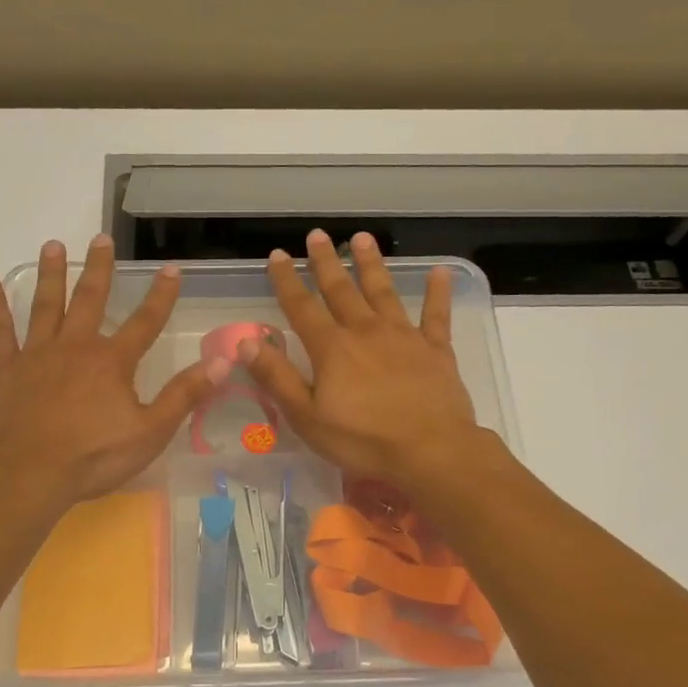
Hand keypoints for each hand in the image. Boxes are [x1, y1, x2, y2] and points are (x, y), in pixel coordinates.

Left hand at [0, 236, 228, 509]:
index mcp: (112, 362)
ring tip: (52, 245)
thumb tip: (223, 361)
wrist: (28, 476)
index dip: (161, 296)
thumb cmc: (93, 457)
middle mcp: (75, 347)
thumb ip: (185, 395)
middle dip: (98, 268)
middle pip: (90, 300)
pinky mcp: (4, 370)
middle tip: (100, 238)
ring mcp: (36, 355)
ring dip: (51, 275)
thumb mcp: (150, 432)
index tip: (171, 268)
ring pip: (45, 305)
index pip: (145, 322)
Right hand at [239, 229, 489, 494]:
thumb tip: (247, 342)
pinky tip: (440, 271)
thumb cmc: (363, 440)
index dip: (286, 280)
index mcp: (332, 348)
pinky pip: (436, 314)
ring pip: (383, 292)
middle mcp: (365, 331)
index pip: (302, 307)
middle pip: (341, 290)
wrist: (430, 450)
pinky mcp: (436, 349)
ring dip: (371, 264)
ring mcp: (404, 336)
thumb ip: (277, 378)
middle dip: (326, 262)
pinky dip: (437, 292)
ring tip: (362, 238)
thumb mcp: (307, 417)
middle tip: (317, 236)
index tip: (277, 255)